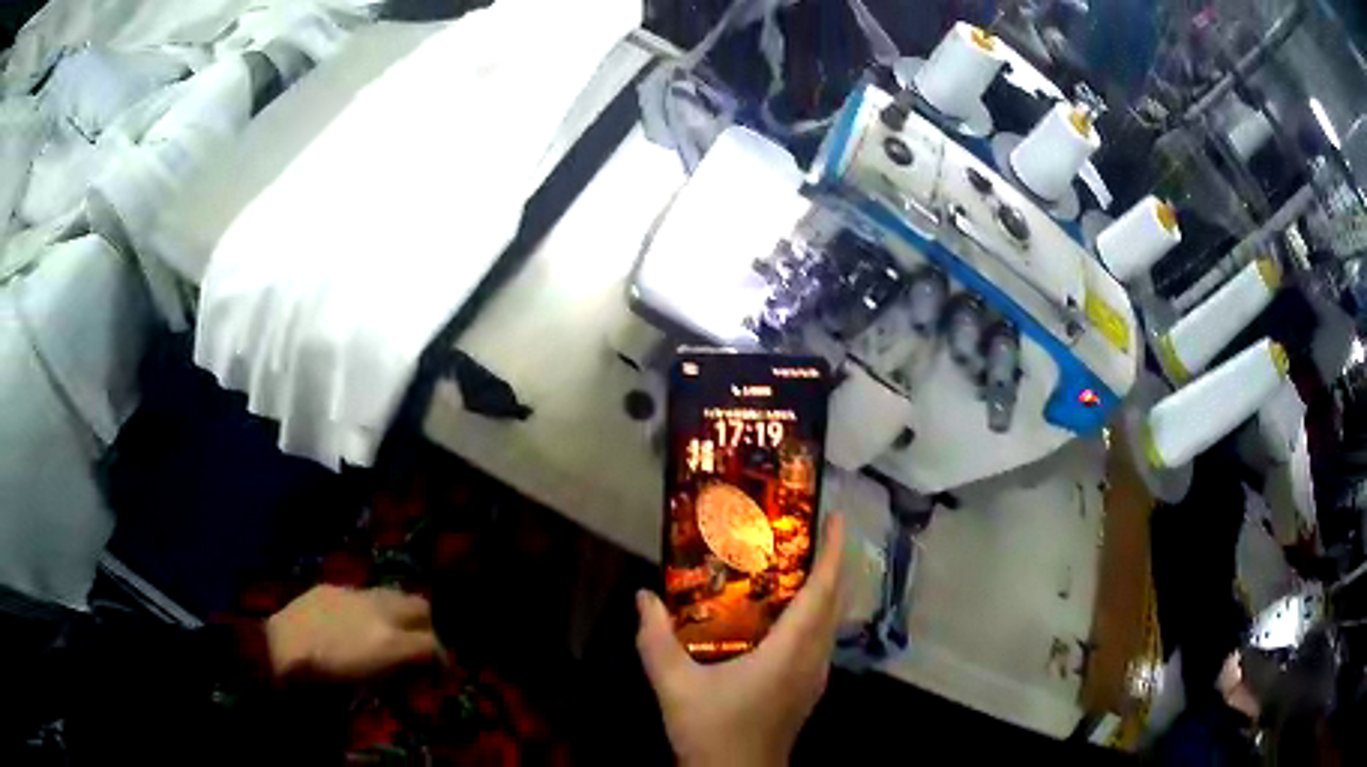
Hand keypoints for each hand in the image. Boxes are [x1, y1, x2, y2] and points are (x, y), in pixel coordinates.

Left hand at [265, 586, 440, 681]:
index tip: (439, 670)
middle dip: (428, 625)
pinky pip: (363, 594)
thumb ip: (398, 671)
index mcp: (391, 641)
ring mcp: (356, 594)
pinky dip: (370, 608)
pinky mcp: (335, 587)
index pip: (433, 643)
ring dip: (401, 612)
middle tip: (421, 644)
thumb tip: (414, 669)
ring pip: (393, 594)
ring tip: (391, 630)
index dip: (442, 658)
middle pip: (421, 607)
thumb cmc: (326, 678)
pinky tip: (354, 624)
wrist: (281, 648)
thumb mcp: (370, 684)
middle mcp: (380, 611)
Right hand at [637, 514, 846, 766]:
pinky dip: (816, 612)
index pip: (821, 593)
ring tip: (801, 560)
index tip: (834, 517)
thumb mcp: (674, 685)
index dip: (832, 552)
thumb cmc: (711, 730)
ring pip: (832, 621)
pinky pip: (822, 638)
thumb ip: (654, 639)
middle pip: (835, 601)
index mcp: (789, 652)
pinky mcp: (810, 687)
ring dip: (826, 587)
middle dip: (833, 561)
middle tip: (813, 528)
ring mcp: (816, 676)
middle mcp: (813, 659)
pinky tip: (787, 612)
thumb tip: (644, 595)